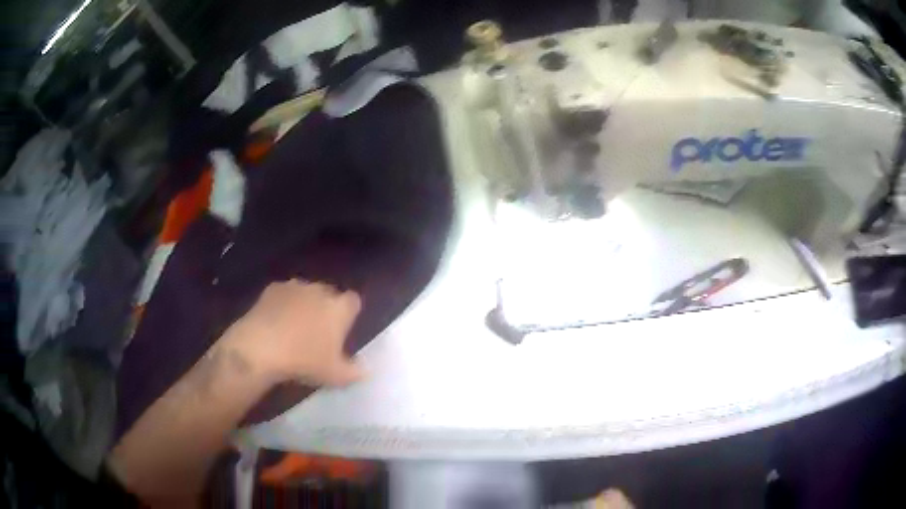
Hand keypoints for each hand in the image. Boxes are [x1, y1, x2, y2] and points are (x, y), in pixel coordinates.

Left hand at [223, 280, 363, 386]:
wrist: (261, 348)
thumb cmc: (305, 361)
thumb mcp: (335, 375)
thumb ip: (355, 372)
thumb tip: (366, 371)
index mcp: (340, 308)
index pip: (354, 302)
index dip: (349, 314)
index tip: (342, 330)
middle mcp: (320, 290)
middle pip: (329, 294)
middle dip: (326, 308)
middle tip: (319, 332)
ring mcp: (295, 286)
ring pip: (306, 292)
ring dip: (304, 304)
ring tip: (295, 328)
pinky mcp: (272, 288)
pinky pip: (284, 294)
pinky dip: (283, 304)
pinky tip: (276, 322)